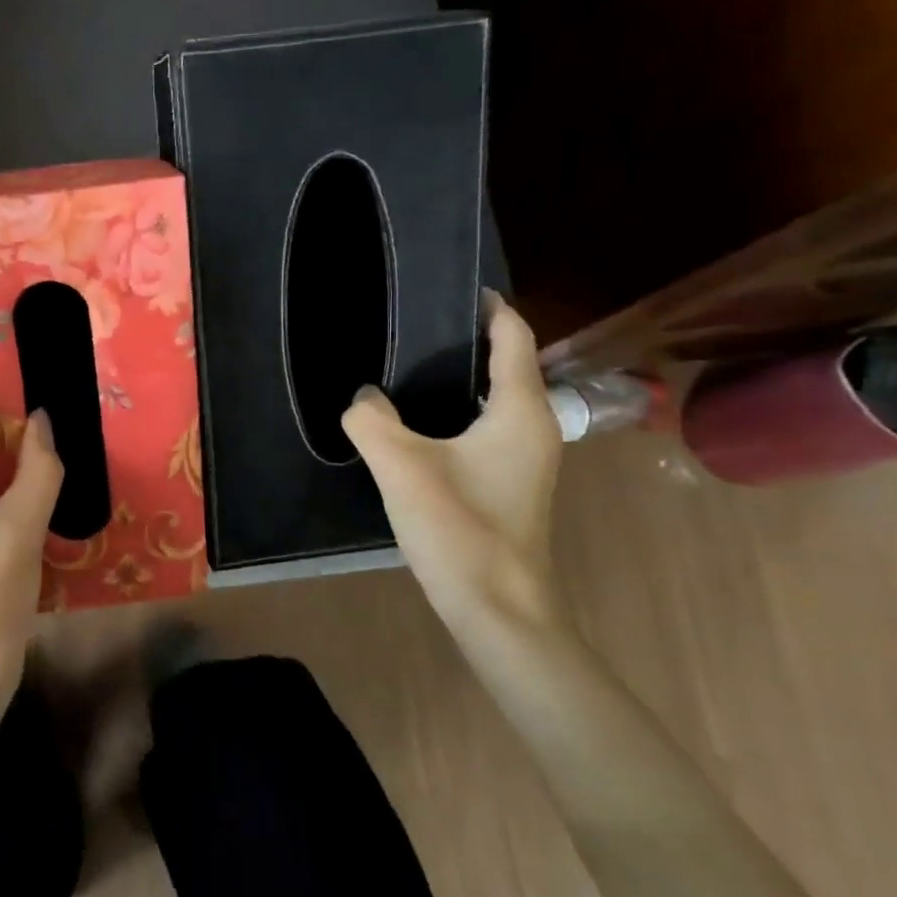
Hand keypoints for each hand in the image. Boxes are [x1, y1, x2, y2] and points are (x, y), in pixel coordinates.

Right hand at [342, 294, 562, 629]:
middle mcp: (533, 426)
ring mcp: (525, 459)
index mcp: (520, 410)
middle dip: (464, 339)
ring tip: (407, 366)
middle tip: (410, 325)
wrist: (497, 609)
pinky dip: (457, 412)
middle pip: (505, 363)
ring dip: (459, 378)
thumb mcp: (402, 466)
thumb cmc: (460, 529)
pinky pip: (484, 427)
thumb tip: (363, 397)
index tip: (448, 287)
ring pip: (494, 398)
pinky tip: (416, 424)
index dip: (487, 306)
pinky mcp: (509, 483)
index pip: (513, 336)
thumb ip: (371, 420)